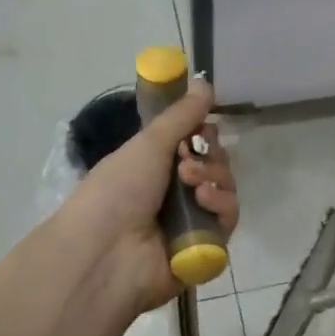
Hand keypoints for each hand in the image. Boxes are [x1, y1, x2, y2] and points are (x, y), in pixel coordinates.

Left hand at [58, 80, 237, 313]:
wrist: (106, 254)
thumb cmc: (117, 190)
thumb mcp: (148, 144)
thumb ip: (182, 115)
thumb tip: (206, 81)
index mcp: (155, 167)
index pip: (196, 144)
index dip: (204, 134)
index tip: (202, 128)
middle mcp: (175, 193)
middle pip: (216, 164)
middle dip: (209, 156)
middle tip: (187, 161)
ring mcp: (192, 221)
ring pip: (225, 189)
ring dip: (215, 177)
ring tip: (192, 184)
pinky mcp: (207, 247)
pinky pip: (228, 218)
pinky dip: (220, 205)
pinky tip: (203, 202)